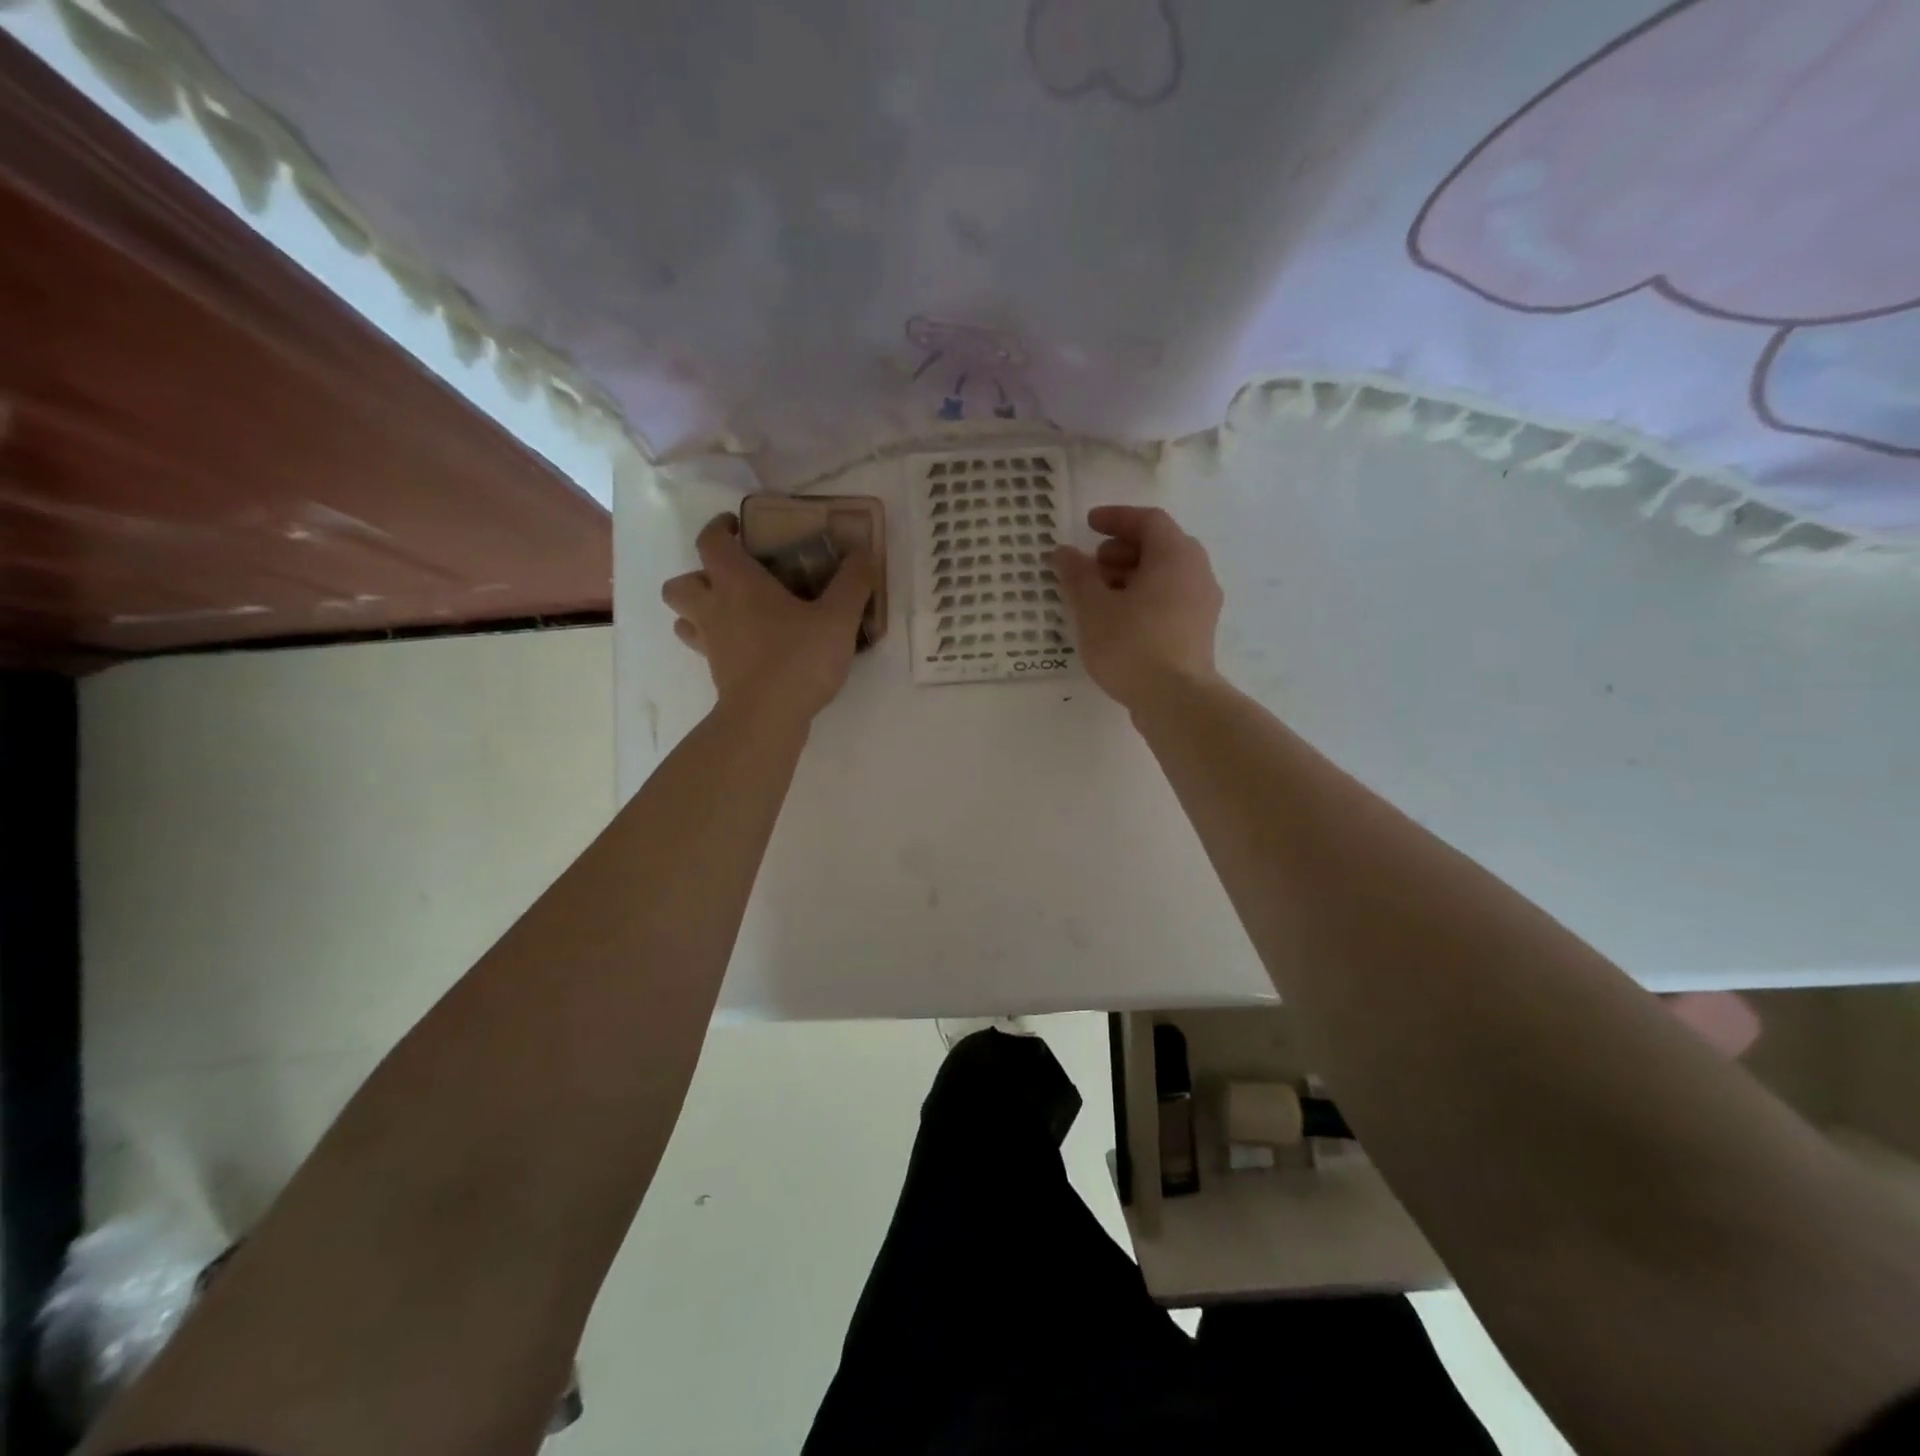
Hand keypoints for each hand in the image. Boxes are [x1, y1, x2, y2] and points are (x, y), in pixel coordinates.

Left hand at [662, 512, 874, 721]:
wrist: (768, 718)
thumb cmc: (798, 659)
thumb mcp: (838, 618)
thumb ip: (852, 583)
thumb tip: (863, 554)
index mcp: (737, 583)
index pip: (710, 541)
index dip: (719, 528)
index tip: (738, 527)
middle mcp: (714, 608)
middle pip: (680, 584)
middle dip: (698, 576)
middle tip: (732, 580)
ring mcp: (711, 644)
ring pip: (683, 618)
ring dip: (698, 610)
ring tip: (732, 613)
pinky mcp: (717, 673)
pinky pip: (703, 648)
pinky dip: (715, 642)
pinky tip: (744, 647)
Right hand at [1051, 506, 1223, 712]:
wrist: (1176, 700)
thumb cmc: (1132, 644)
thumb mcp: (1094, 608)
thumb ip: (1077, 575)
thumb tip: (1063, 552)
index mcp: (1175, 555)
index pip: (1148, 520)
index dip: (1116, 518)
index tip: (1089, 524)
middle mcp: (1196, 572)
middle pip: (1159, 547)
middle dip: (1121, 550)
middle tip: (1091, 565)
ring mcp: (1202, 603)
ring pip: (1165, 575)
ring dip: (1130, 576)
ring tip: (1098, 596)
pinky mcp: (1198, 631)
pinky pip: (1169, 599)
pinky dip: (1143, 598)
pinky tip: (1117, 620)